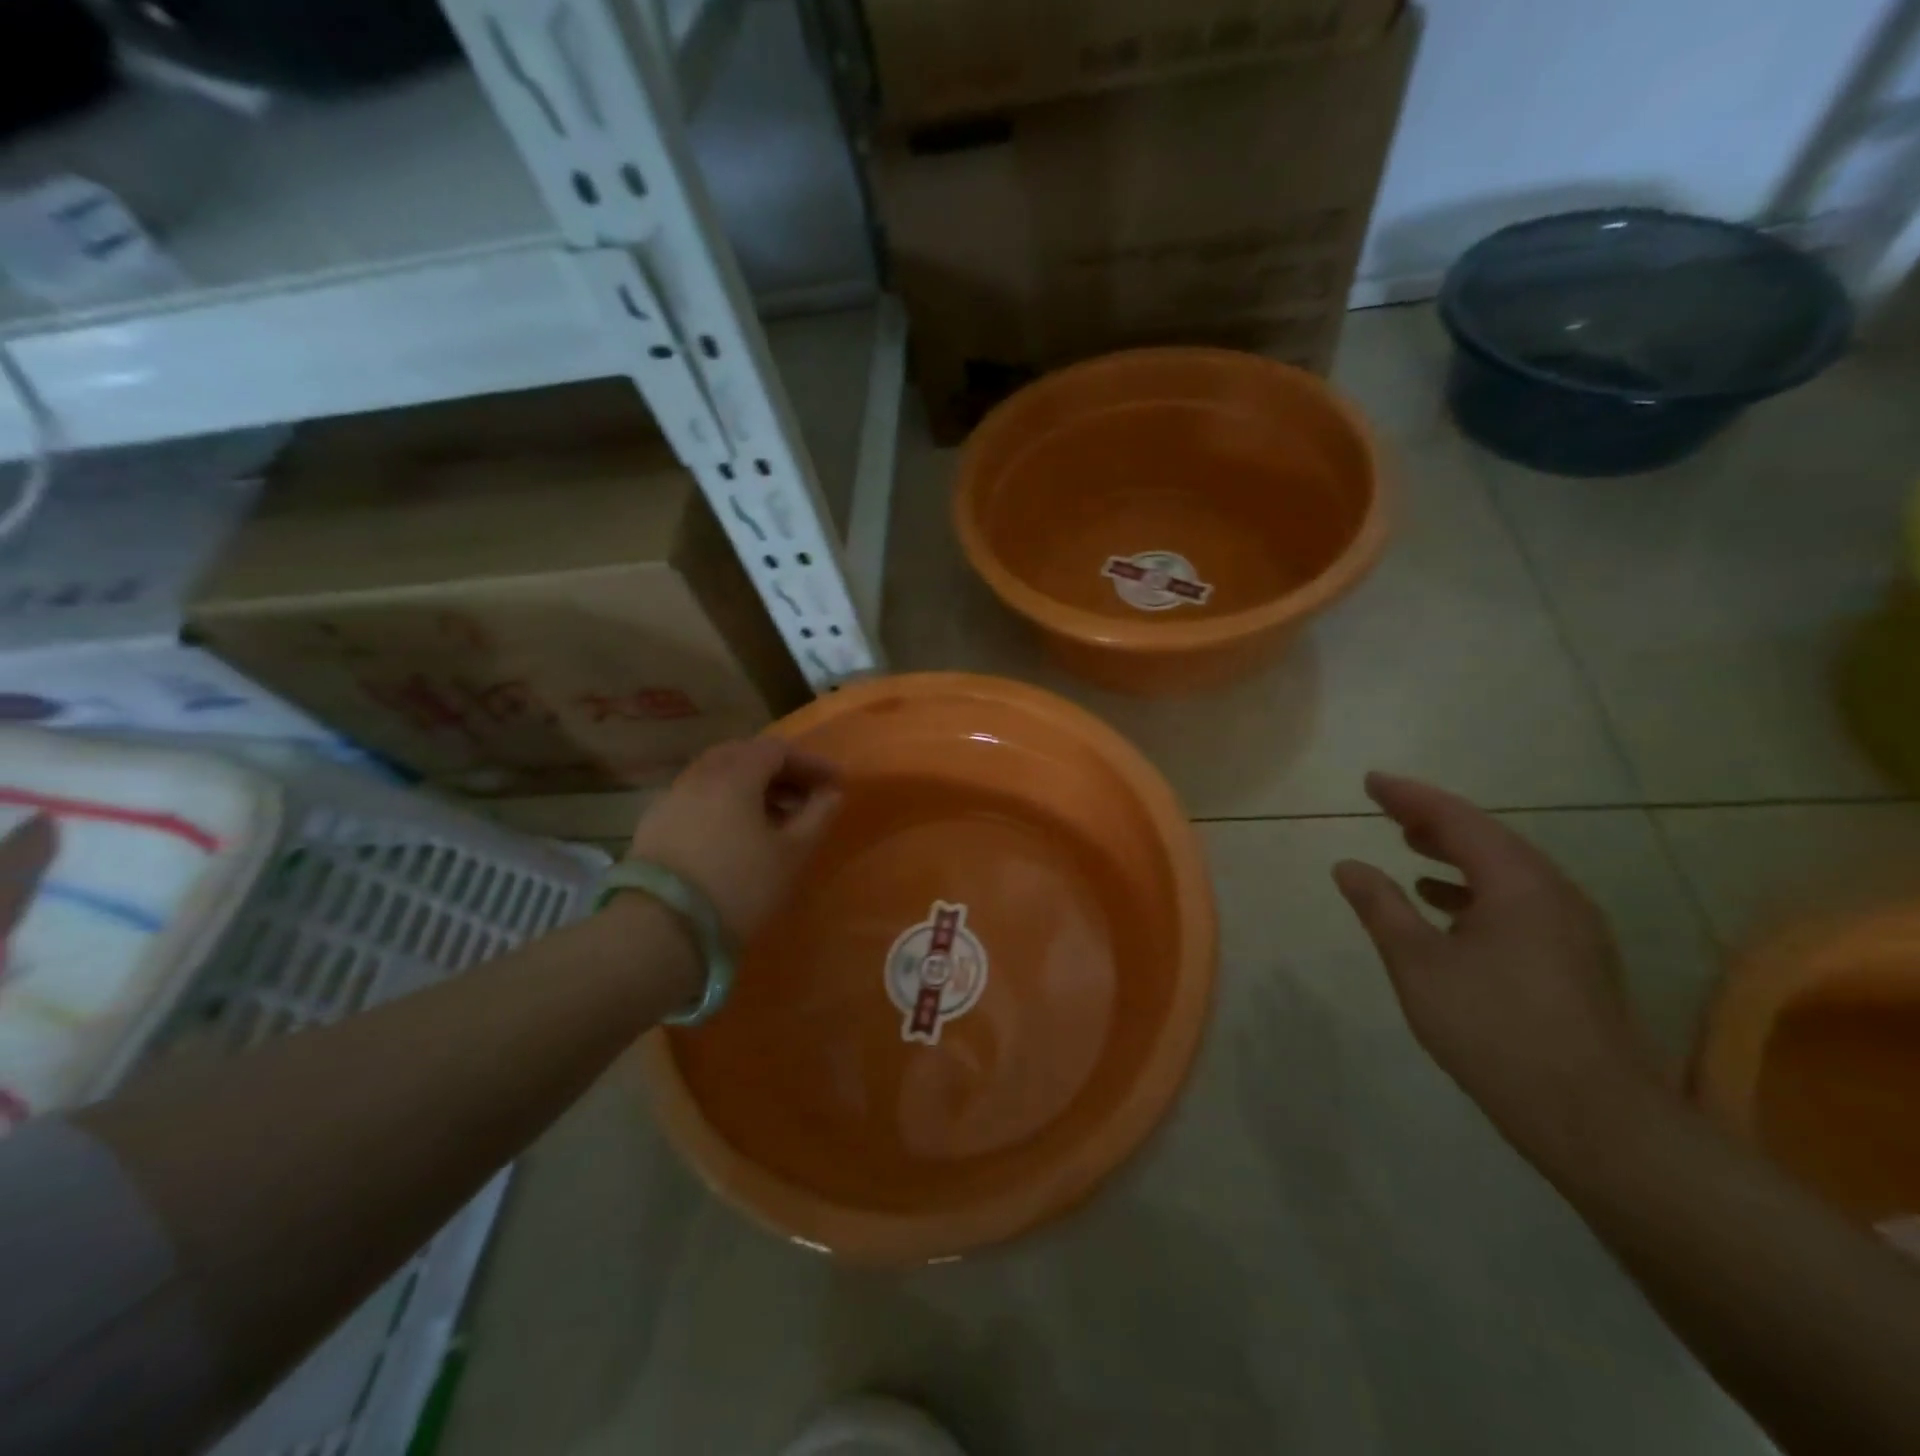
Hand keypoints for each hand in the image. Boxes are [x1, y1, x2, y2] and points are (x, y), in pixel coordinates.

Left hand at [627, 737, 842, 944]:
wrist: (660, 930)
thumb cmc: (739, 886)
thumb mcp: (792, 854)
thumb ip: (817, 816)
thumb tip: (831, 793)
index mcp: (735, 774)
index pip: (777, 749)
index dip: (810, 762)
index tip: (834, 783)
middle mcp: (699, 775)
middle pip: (745, 755)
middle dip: (780, 771)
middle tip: (805, 796)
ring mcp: (672, 797)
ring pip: (718, 775)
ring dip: (751, 786)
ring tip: (775, 817)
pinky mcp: (654, 823)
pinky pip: (698, 797)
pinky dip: (725, 802)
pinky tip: (737, 832)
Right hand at [1332, 772, 1661, 1153]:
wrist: (1592, 1116)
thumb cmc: (1494, 1028)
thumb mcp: (1418, 963)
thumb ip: (1381, 907)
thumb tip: (1348, 865)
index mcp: (1518, 884)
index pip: (1457, 820)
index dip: (1410, 797)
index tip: (1371, 782)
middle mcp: (1553, 893)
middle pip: (1487, 838)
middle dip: (1434, 820)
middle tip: (1388, 808)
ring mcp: (1571, 927)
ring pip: (1505, 870)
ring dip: (1455, 853)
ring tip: (1411, 846)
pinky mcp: (1575, 958)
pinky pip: (1518, 900)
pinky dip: (1475, 889)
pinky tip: (1447, 906)